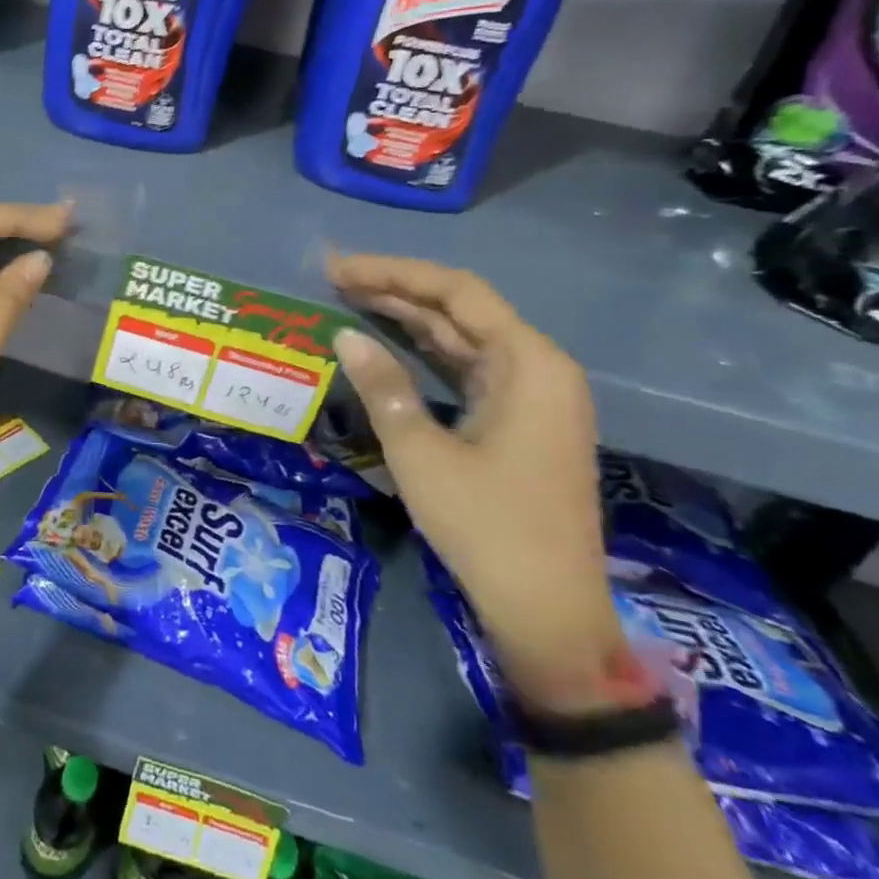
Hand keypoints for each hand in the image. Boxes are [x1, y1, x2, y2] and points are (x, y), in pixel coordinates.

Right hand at [326, 254, 624, 711]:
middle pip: (461, 310)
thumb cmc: (485, 526)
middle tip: (332, 279)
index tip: (339, 269)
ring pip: (462, 338)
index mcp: (529, 365)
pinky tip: (386, 342)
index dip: (394, 273)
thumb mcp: (420, 452)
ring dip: (408, 318)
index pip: (457, 292)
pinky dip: (424, 352)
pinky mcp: (516, 420)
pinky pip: (466, 368)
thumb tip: (344, 334)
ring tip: (348, 299)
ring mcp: (530, 396)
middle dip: (397, 290)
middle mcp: (537, 368)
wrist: (545, 610)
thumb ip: (383, 386)